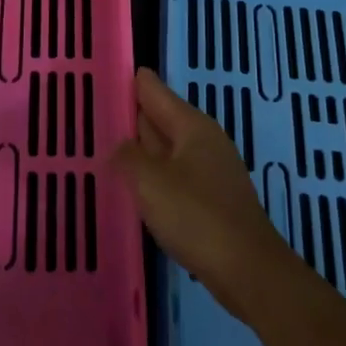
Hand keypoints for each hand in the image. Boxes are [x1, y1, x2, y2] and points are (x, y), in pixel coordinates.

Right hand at [111, 68, 297, 319]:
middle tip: (96, 110)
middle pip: (162, 117)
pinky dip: (156, 175)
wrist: (248, 270)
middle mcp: (204, 139)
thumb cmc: (196, 216)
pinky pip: (176, 175)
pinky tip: (138, 188)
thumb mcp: (150, 182)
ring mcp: (212, 170)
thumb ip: (127, 157)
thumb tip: (119, 146)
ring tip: (108, 148)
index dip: (129, 82)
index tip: (104, 74)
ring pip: (168, 149)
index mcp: (192, 125)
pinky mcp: (213, 199)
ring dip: (143, 149)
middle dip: (133, 115)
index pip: (154, 90)